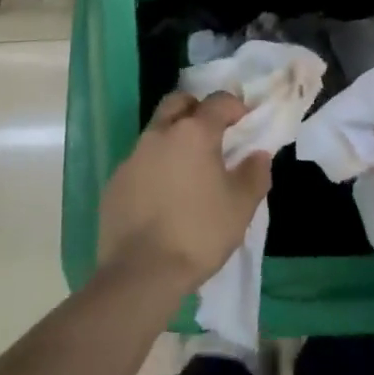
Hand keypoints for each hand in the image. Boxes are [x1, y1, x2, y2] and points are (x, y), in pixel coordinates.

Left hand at [99, 91, 271, 293]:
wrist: (140, 274)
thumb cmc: (198, 233)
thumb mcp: (241, 207)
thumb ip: (254, 173)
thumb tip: (258, 154)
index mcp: (194, 133)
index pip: (218, 101)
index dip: (235, 106)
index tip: (244, 122)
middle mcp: (160, 133)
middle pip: (178, 102)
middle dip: (196, 109)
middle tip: (211, 133)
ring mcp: (133, 156)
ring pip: (156, 131)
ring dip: (173, 138)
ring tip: (187, 170)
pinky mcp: (115, 181)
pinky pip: (139, 162)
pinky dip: (154, 167)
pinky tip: (162, 196)